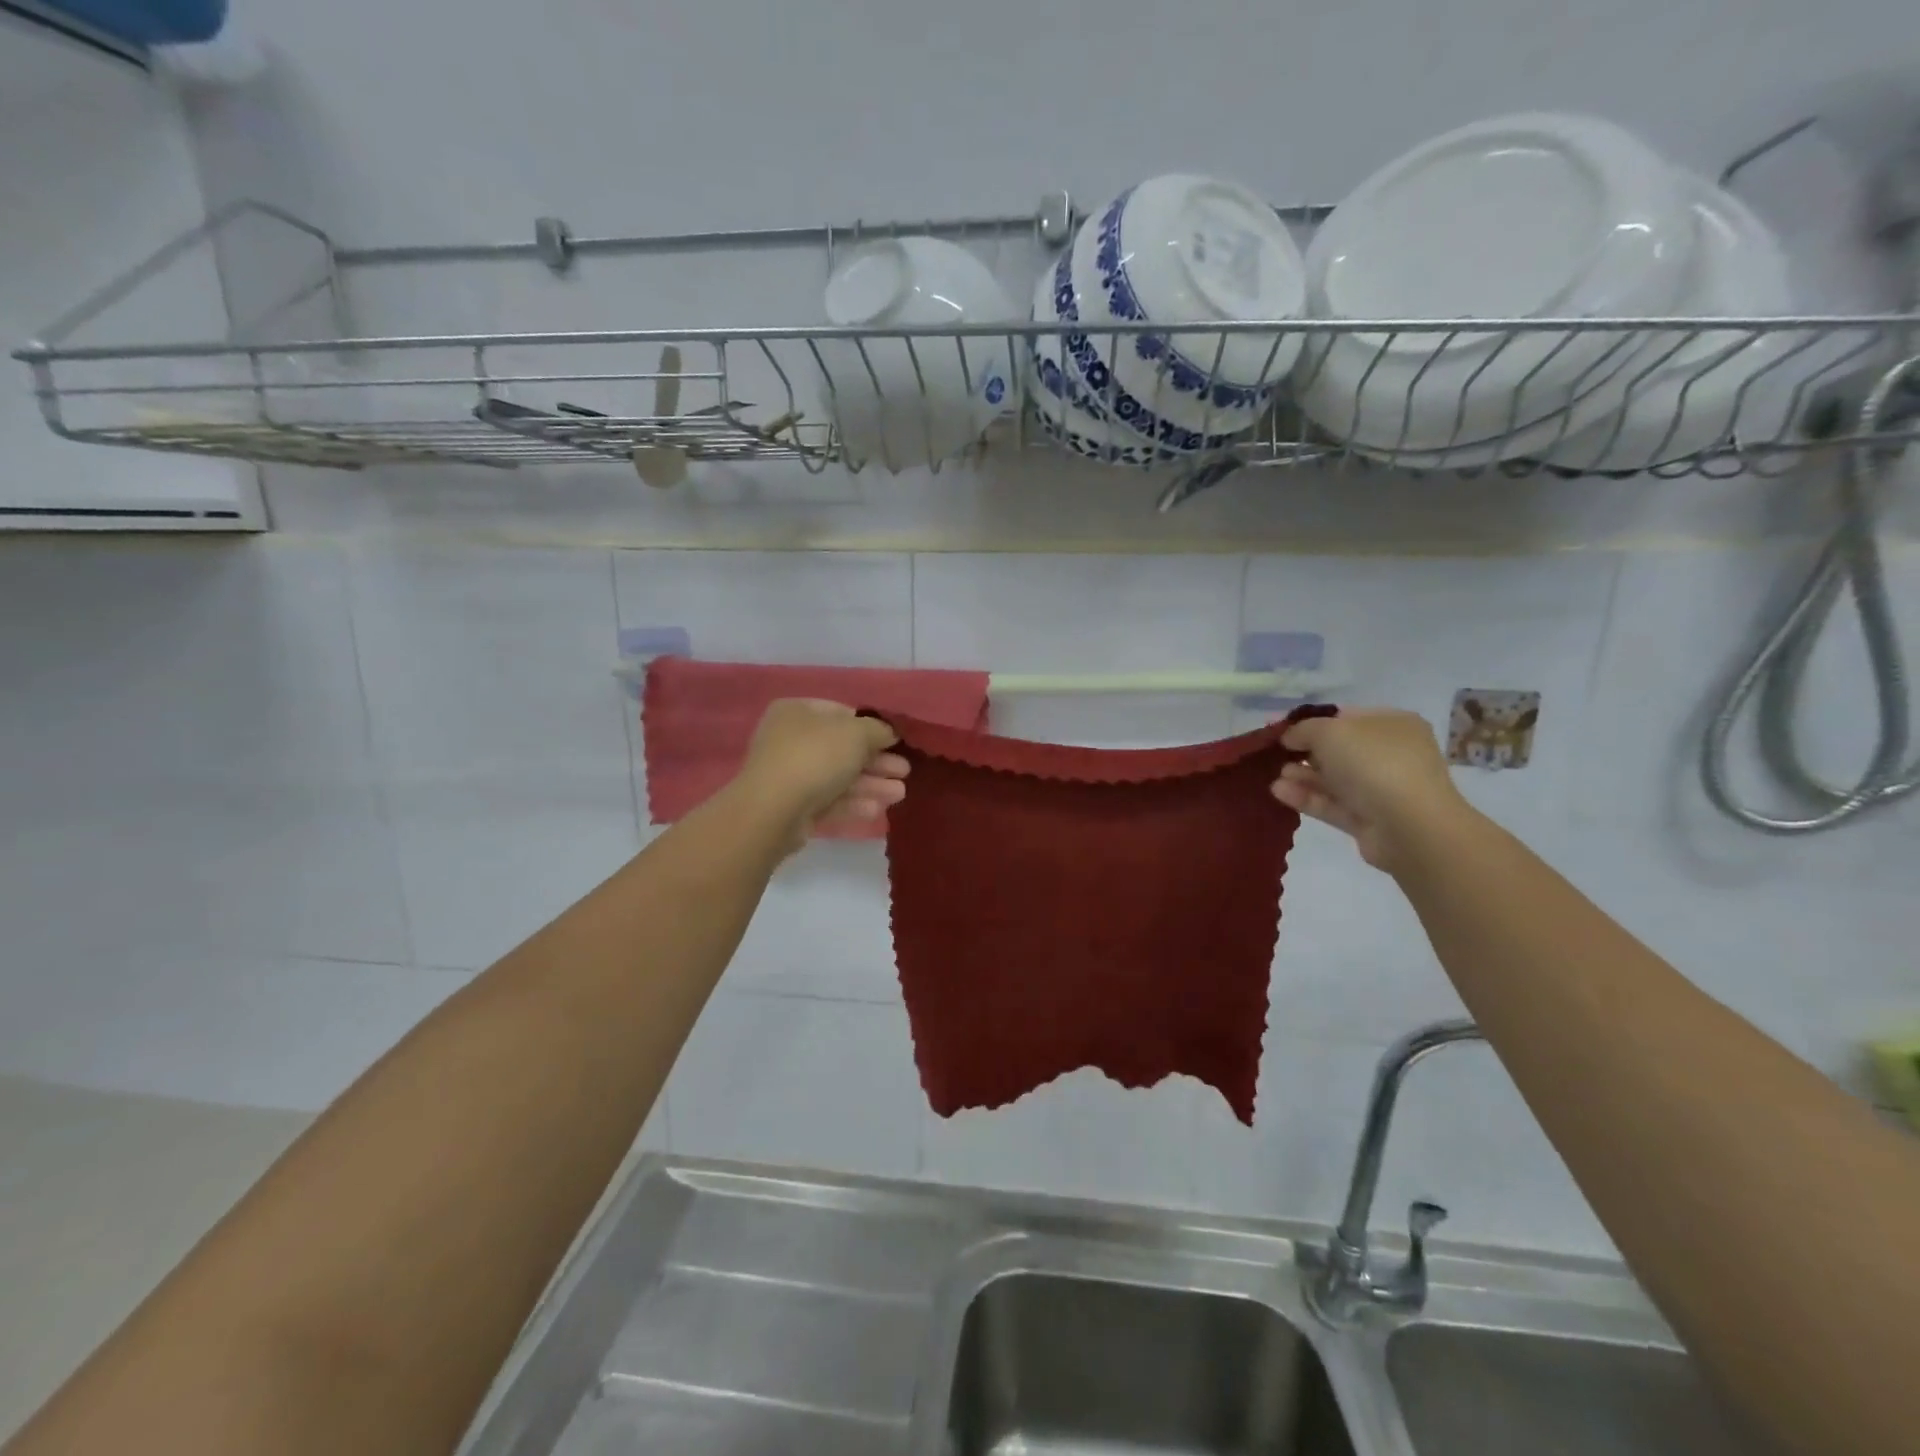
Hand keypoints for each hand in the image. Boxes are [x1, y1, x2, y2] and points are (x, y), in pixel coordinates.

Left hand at [735, 700, 908, 845]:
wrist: (774, 810)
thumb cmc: (815, 757)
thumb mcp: (856, 733)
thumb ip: (877, 730)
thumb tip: (887, 733)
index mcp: (797, 712)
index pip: (841, 713)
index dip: (871, 726)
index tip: (895, 741)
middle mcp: (790, 740)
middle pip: (842, 748)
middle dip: (877, 761)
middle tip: (904, 771)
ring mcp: (789, 775)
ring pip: (838, 777)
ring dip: (871, 784)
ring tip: (900, 794)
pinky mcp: (792, 807)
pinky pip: (828, 800)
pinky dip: (853, 803)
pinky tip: (877, 809)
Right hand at [1271, 709, 1469, 871]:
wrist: (1410, 826)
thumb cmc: (1373, 763)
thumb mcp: (1330, 732)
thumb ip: (1303, 730)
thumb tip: (1290, 737)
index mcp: (1392, 724)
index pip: (1346, 717)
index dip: (1312, 722)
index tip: (1283, 731)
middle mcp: (1391, 754)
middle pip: (1339, 750)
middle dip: (1305, 753)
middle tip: (1276, 756)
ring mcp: (1382, 789)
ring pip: (1334, 779)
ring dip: (1303, 776)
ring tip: (1275, 777)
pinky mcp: (1370, 820)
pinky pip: (1333, 804)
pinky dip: (1307, 798)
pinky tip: (1279, 793)